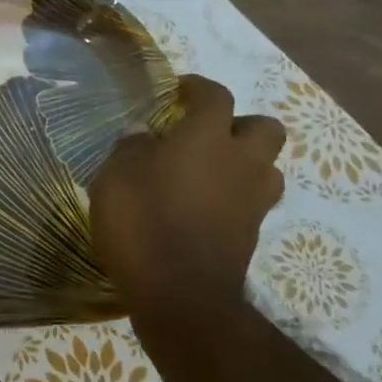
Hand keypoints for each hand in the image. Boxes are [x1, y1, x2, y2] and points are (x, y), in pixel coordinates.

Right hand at [89, 75, 285, 310]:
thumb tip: (144, 135)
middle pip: (264, 127)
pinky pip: (251, 200)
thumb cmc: (142, 222)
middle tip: (204, 133)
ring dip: (243, 162)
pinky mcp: (251, 233)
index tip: (179, 89)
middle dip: (238, 124)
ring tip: (207, 171)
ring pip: (266, 167)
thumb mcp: (115, 176)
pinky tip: (201, 205)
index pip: (215, 96)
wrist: (180, 294)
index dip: (198, 87)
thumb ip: (131, 148)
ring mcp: (252, 200)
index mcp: (206, 138)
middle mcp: (240, 162)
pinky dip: (233, 196)